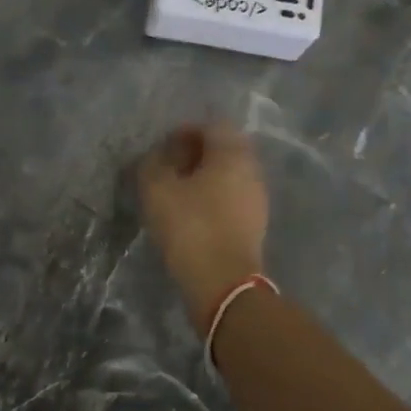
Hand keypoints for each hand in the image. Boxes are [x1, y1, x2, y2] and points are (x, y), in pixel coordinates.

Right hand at [137, 123, 268, 324]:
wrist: (224, 285)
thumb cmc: (191, 227)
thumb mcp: (157, 189)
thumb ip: (152, 163)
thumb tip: (157, 156)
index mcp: (232, 153)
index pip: (211, 125)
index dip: (184, 131)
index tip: (163, 149)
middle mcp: (251, 169)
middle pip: (224, 148)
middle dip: (195, 153)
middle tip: (168, 168)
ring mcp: (257, 198)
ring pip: (229, 174)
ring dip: (204, 176)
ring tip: (176, 192)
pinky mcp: (255, 224)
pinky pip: (232, 197)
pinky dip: (212, 197)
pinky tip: (191, 213)